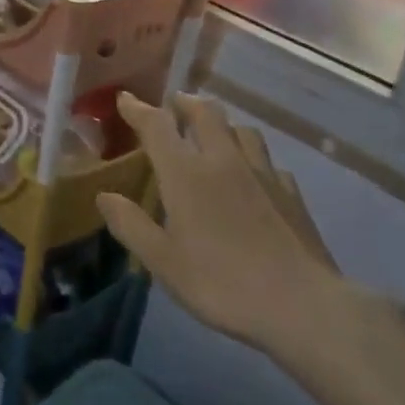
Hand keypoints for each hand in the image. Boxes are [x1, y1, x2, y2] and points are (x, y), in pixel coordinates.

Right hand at [97, 93, 342, 355]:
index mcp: (186, 173)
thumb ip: (130, 224)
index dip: (138, 109)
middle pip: (206, 113)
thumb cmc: (221, 282)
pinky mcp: (291, 194)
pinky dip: (252, 158)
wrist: (301, 305)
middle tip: (174, 105)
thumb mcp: (162, 261)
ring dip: (222, 124)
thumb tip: (104, 196)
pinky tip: (252, 175)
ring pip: (241, 130)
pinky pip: (267, 161)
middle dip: (185, 103)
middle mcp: (223, 161)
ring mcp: (263, 174)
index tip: (125, 98)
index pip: (157, 125)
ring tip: (213, 132)